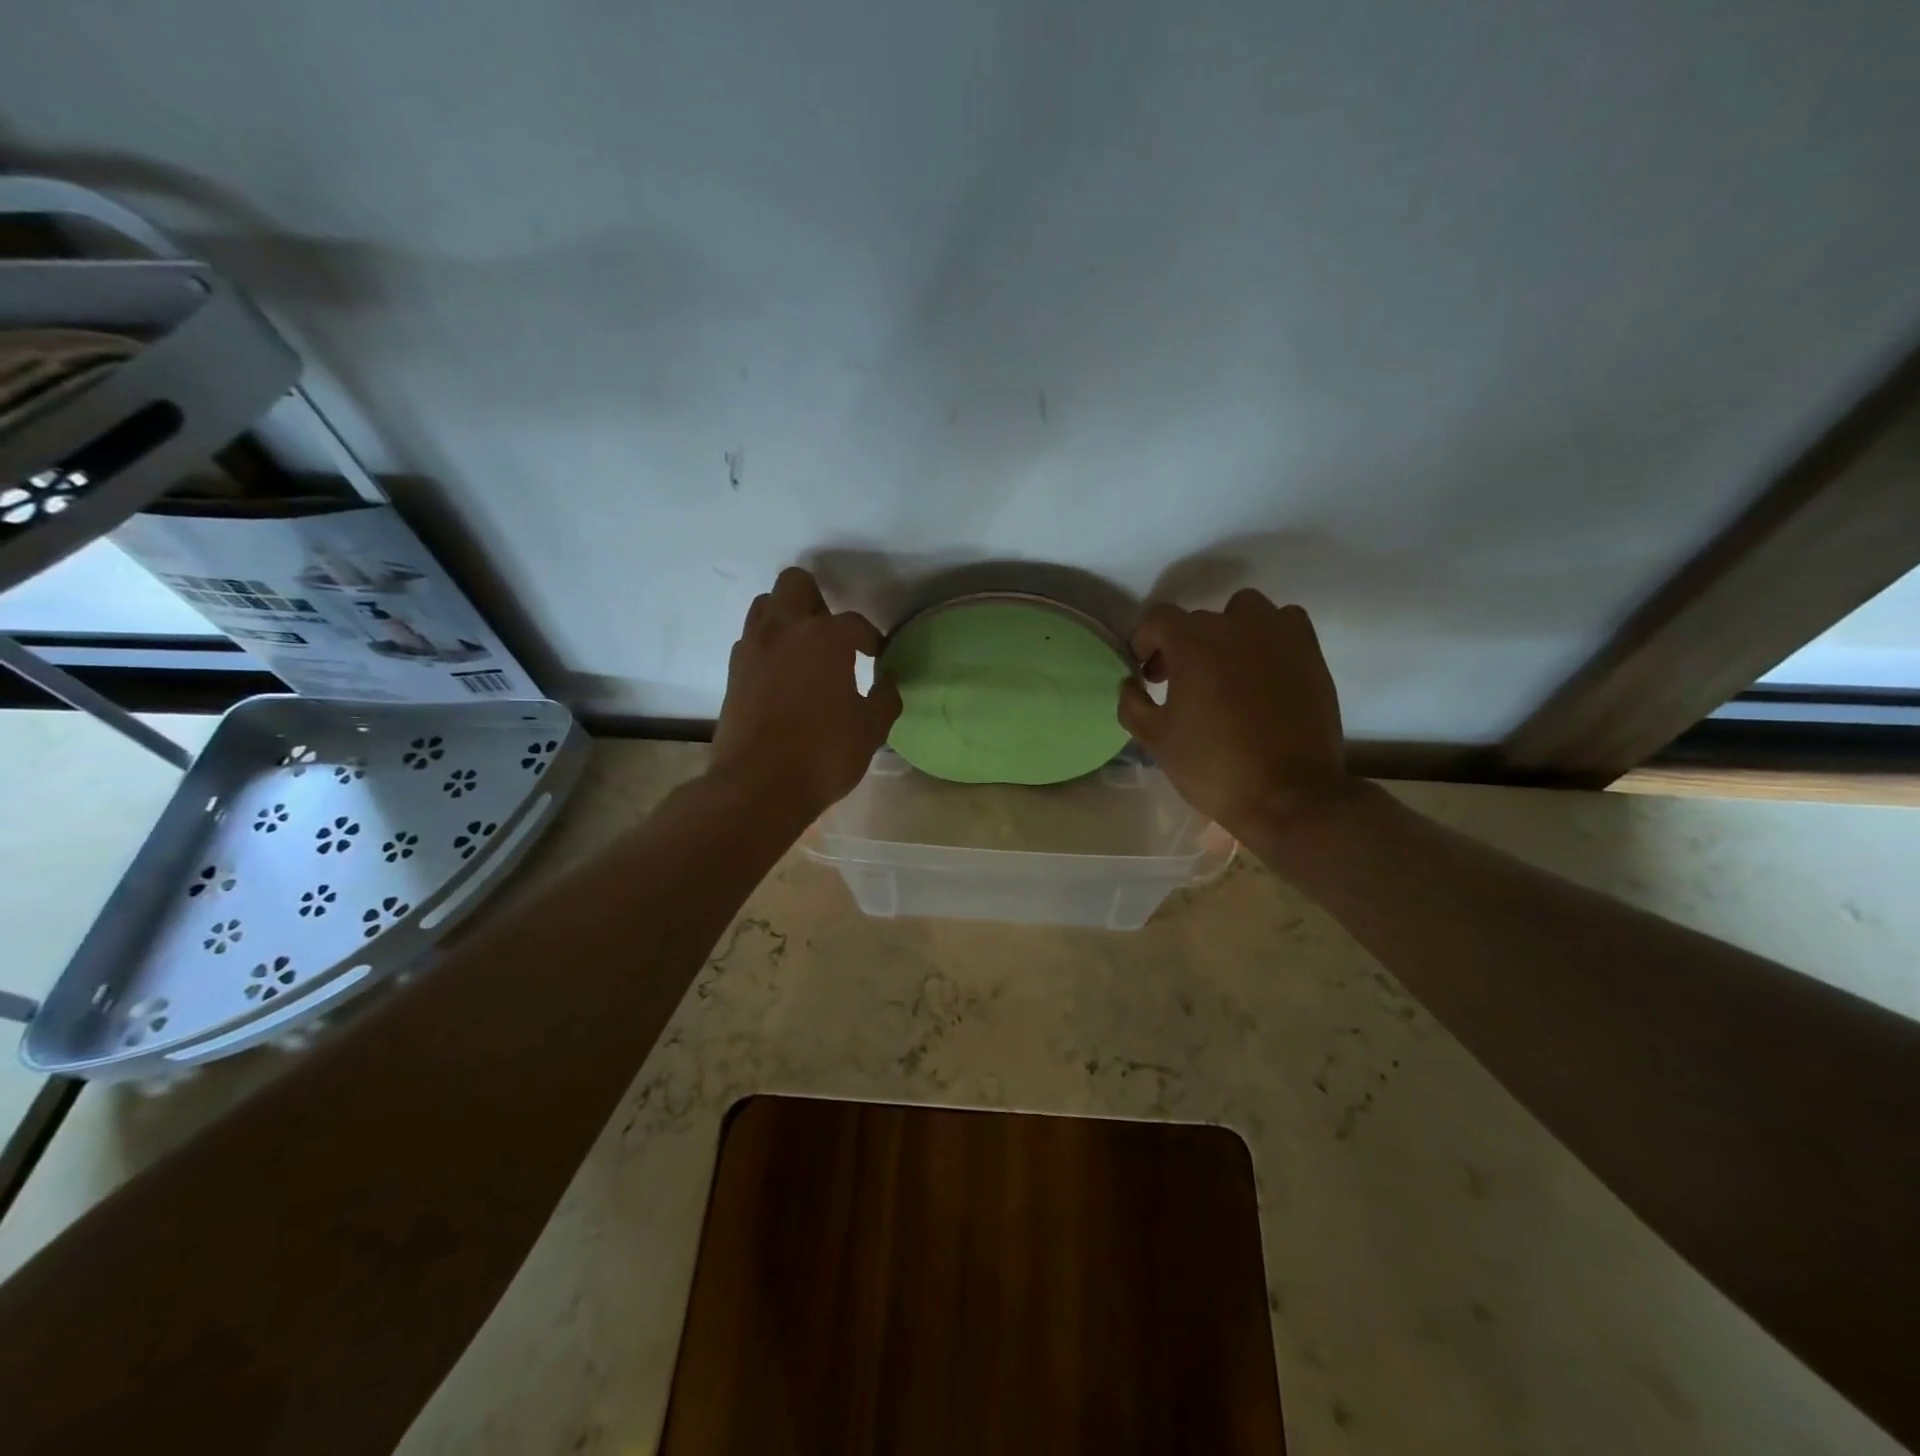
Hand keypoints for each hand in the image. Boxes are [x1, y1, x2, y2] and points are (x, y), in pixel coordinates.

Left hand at [710, 567, 901, 816]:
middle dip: (818, 600)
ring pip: (765, 606)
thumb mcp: (871, 729)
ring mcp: (752, 649)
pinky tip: (784, 676)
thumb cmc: (823, 754)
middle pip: (795, 584)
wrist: (757, 787)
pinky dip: (769, 647)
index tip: (877, 656)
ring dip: (787, 617)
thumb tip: (887, 682)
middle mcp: (784, 630)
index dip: (870, 638)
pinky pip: (751, 641)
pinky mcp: (732, 673)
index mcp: (824, 638)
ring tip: (805, 650)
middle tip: (833, 635)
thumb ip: (885, 698)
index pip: (854, 623)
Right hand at [1117, 590, 1353, 840]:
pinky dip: (1270, 637)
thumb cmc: (1213, 766)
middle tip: (1179, 682)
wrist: (1288, 795)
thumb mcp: (1156, 740)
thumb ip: (1133, 704)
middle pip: (1199, 620)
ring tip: (1225, 668)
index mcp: (1193, 643)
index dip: (1144, 642)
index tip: (1145, 673)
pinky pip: (1286, 624)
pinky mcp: (1310, 653)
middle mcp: (1236, 626)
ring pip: (1245, 611)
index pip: (1158, 619)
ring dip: (1228, 631)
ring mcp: (1279, 635)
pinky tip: (1263, 669)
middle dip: (1182, 646)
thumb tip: (1131, 684)